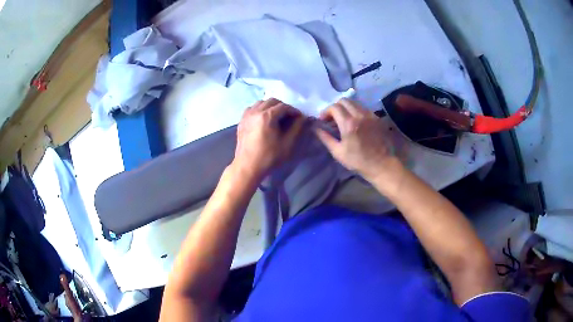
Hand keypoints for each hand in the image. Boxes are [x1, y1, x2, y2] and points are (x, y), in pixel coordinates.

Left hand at [233, 98, 304, 180]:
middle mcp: (255, 111)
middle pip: (272, 101)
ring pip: (261, 103)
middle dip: (282, 107)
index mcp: (267, 116)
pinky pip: (252, 109)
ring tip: (277, 117)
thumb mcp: (287, 143)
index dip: (294, 111)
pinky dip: (260, 109)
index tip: (300, 117)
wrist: (247, 167)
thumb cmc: (269, 157)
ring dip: (271, 107)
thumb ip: (297, 128)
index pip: (284, 106)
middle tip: (289, 117)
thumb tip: (303, 118)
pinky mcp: (242, 121)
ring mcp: (247, 115)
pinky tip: (264, 119)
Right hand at [314, 98, 399, 181]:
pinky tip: (356, 123)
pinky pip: (363, 109)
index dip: (326, 112)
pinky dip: (356, 112)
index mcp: (348, 123)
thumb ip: (325, 138)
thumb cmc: (358, 161)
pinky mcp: (377, 118)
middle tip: (332, 118)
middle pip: (344, 101)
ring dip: (346, 108)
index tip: (323, 120)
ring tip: (343, 120)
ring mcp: (370, 115)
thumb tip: (316, 128)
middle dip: (335, 107)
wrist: (382, 165)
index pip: (334, 107)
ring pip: (354, 103)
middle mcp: (360, 115)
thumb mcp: (338, 152)